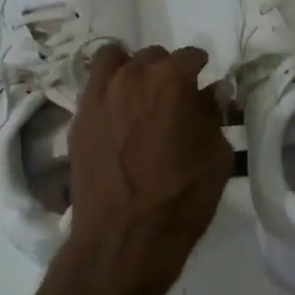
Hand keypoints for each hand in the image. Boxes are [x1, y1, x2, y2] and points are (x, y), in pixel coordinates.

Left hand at [63, 44, 233, 294]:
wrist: (122, 239)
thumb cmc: (180, 199)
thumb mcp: (216, 158)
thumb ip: (214, 116)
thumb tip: (212, 92)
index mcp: (171, 81)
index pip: (190, 56)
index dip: (201, 69)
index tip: (204, 86)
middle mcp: (132, 77)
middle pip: (152, 56)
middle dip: (166, 70)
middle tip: (174, 99)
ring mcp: (99, 96)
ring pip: (114, 59)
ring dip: (131, 68)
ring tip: (139, 94)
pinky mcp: (78, 118)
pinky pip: (93, 86)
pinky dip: (108, 89)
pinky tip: (117, 113)